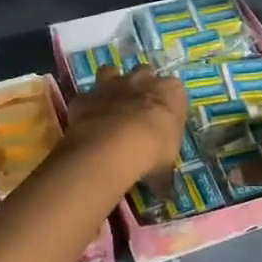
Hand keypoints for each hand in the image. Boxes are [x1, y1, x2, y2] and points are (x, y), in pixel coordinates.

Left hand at [62, 65, 186, 186]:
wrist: (114, 146)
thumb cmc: (153, 151)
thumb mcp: (166, 165)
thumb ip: (163, 172)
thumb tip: (163, 190)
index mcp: (171, 92)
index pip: (176, 90)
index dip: (169, 103)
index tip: (165, 119)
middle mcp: (142, 80)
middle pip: (144, 72)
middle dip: (141, 86)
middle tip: (139, 108)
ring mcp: (112, 84)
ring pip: (111, 71)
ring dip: (111, 83)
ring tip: (111, 105)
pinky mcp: (86, 96)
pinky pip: (86, 96)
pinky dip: (87, 106)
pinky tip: (87, 121)